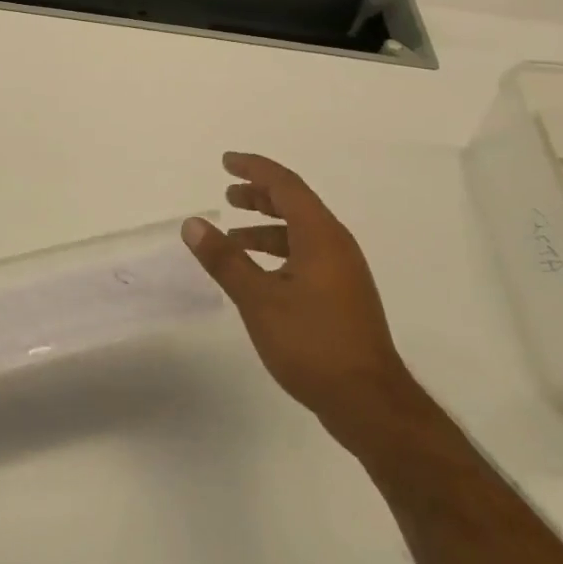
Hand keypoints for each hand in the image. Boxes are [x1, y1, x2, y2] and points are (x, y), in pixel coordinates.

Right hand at [183, 153, 413, 450]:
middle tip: (227, 193)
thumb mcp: (259, 299)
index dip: (254, 169)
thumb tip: (193, 223)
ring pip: (300, 233)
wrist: (368, 402)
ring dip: (266, 228)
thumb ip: (225, 259)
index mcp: (321, 236)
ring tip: (232, 238)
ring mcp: (343, 272)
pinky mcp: (342, 296)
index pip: (285, 185)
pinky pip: (306, 255)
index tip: (226, 161)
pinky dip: (278, 253)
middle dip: (259, 195)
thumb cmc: (312, 343)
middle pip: (296, 204)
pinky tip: (258, 274)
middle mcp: (336, 245)